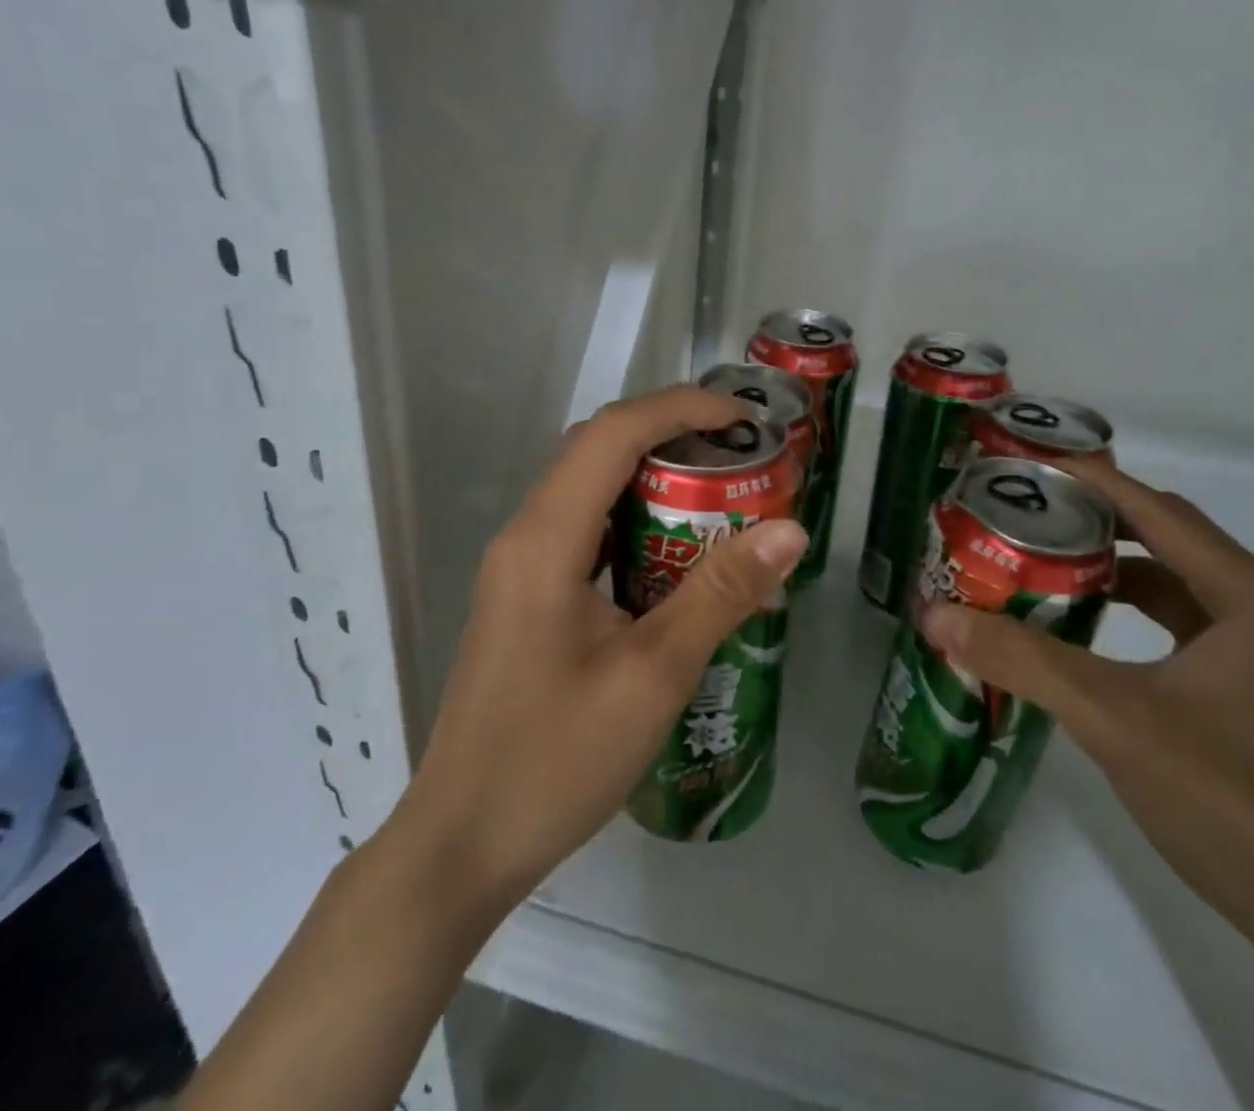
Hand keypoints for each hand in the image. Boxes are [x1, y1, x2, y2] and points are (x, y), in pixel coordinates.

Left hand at [394, 385, 807, 915]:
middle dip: (671, 434)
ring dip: (652, 475)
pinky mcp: (526, 595)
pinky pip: (584, 529)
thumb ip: (721, 593)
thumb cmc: (556, 759)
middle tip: (740, 457)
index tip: (744, 423)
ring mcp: (520, 566)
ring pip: (589, 486)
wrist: (463, 843)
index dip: (681, 410)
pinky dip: (633, 518)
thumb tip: (790, 529)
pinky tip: (676, 554)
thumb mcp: (654, 674)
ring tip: (719, 494)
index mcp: (545, 538)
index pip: (614, 432)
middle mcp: (525, 535)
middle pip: (598, 447)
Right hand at [921, 456, 1253, 968]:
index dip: (1088, 480)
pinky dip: (1129, 606)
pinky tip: (1080, 618)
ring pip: (1172, 576)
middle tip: (1019, 507)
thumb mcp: (1113, 720)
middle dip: (1091, 516)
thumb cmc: (1230, 804)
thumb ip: (1021, 661)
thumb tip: (934, 616)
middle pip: (1165, 535)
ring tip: (1037, 554)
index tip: (1023, 462)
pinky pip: (1181, 616)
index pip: (1156, 511)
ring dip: (1108, 563)